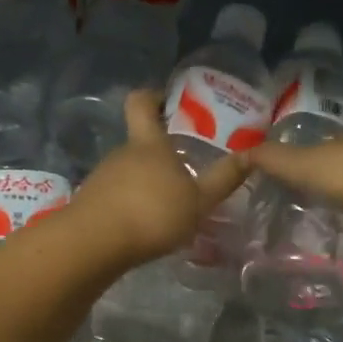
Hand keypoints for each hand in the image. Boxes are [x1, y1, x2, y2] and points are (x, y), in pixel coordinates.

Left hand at [68, 90, 250, 267]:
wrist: (93, 245)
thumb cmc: (151, 213)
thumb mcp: (198, 201)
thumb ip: (224, 179)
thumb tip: (251, 155)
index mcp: (148, 143)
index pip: (142, 102)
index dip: (153, 96)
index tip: (168, 102)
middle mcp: (122, 153)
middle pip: (140, 143)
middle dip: (160, 154)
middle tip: (186, 170)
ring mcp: (102, 178)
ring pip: (129, 172)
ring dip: (146, 183)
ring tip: (170, 206)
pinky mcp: (91, 203)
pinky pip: (116, 196)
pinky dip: (131, 205)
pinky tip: (146, 227)